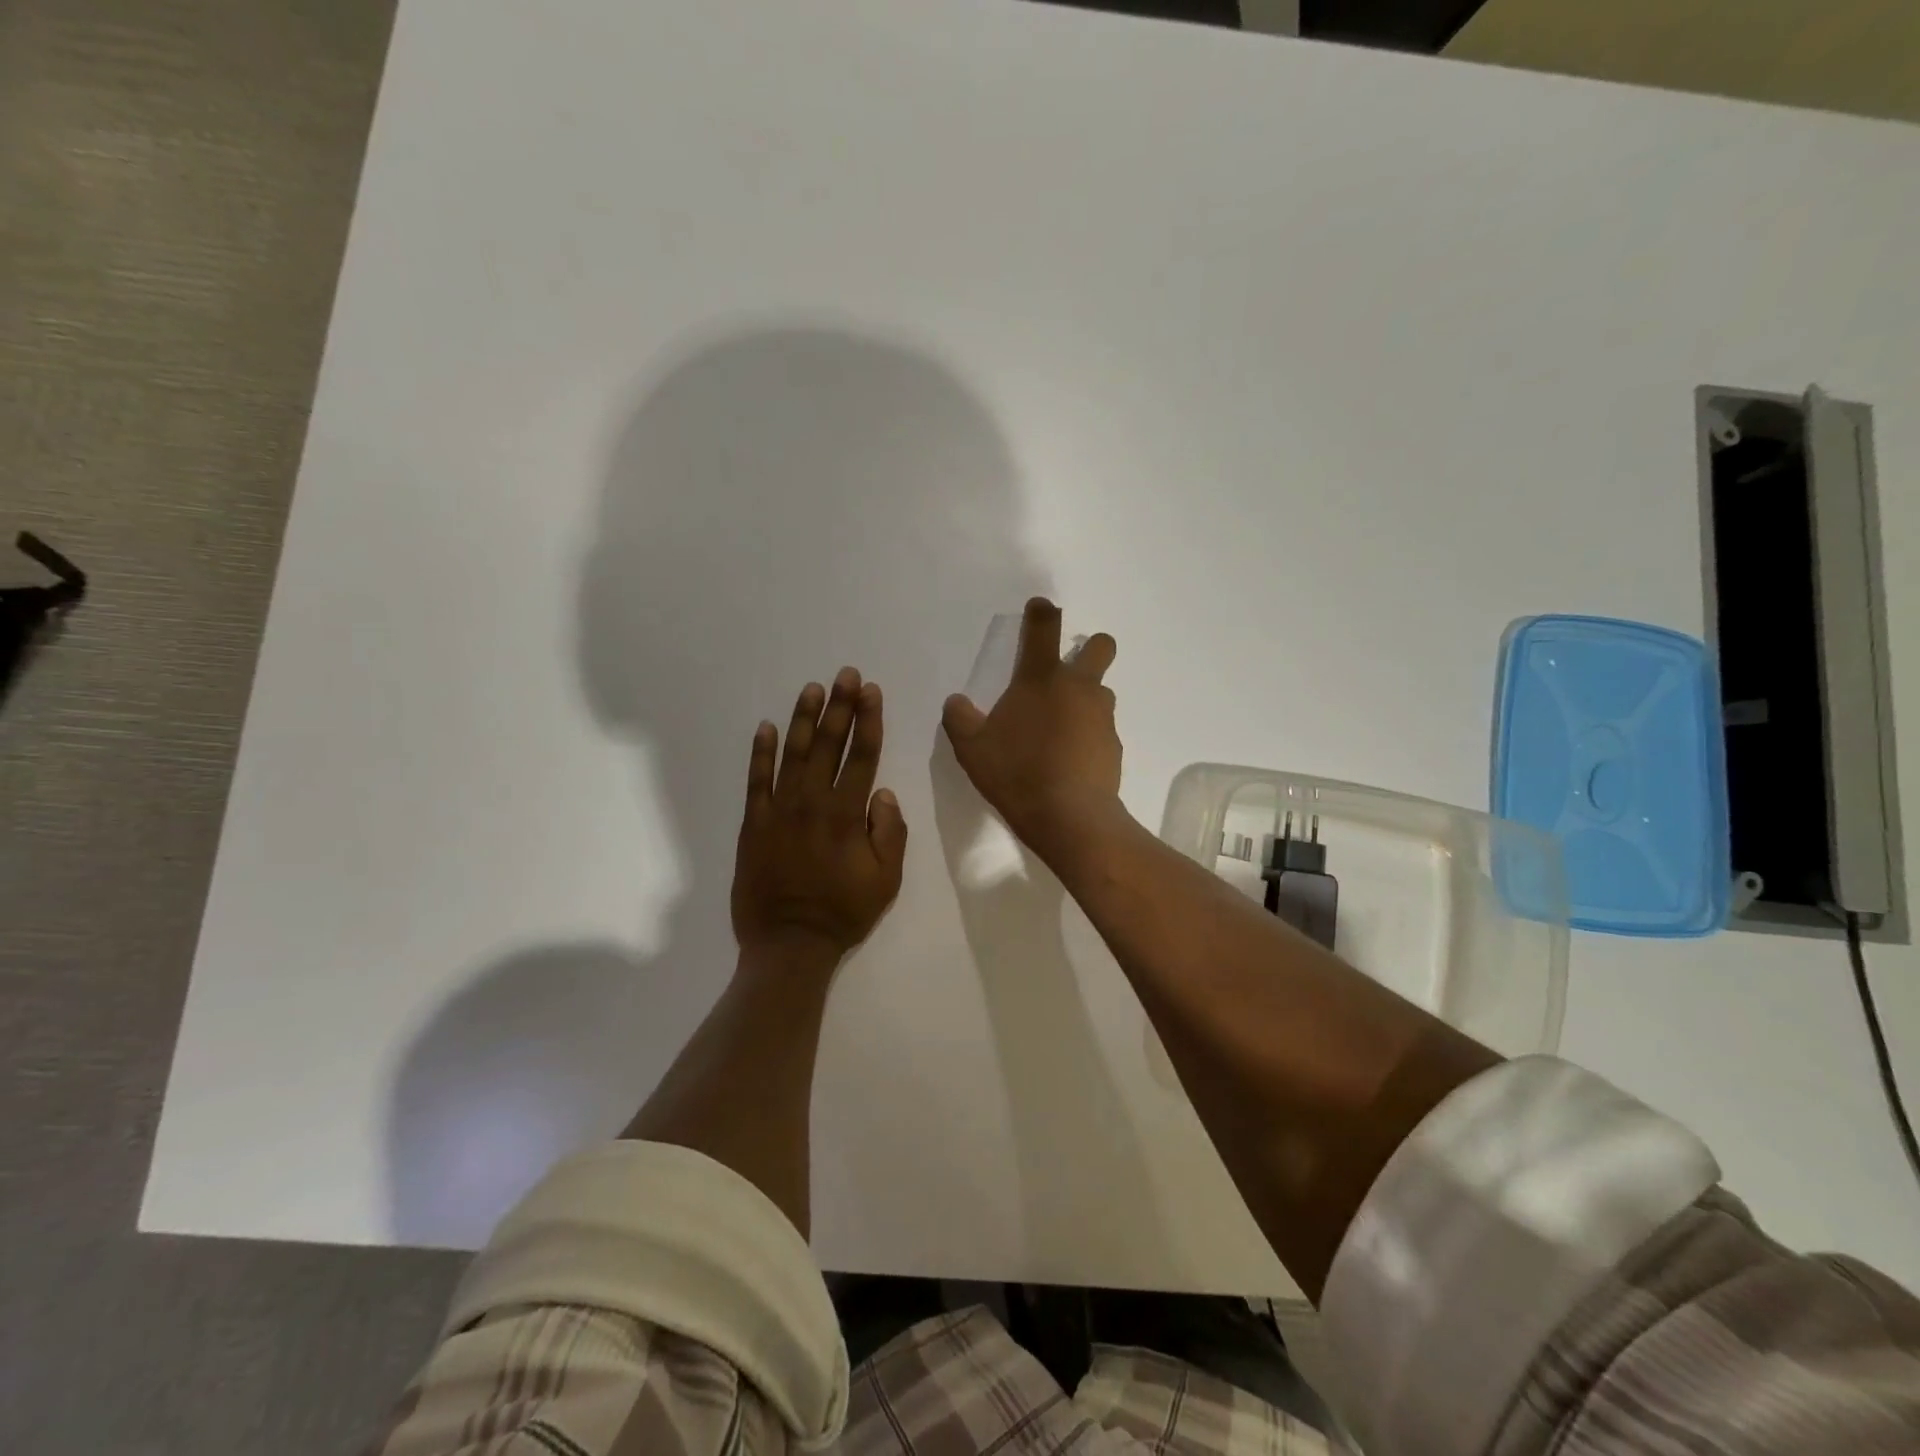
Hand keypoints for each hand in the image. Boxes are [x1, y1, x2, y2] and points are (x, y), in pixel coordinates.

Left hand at [732, 668, 907, 966]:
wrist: (788, 944)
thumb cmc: (843, 912)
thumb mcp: (887, 879)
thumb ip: (890, 831)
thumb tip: (882, 792)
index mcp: (847, 814)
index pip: (862, 755)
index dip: (868, 720)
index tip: (871, 691)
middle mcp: (812, 802)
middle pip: (829, 745)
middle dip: (840, 706)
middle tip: (846, 674)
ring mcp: (778, 810)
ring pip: (793, 753)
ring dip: (804, 719)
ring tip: (813, 689)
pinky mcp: (753, 823)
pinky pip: (756, 780)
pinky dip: (760, 752)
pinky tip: (765, 727)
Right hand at [942, 597, 1122, 860]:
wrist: (1069, 817)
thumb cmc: (1016, 773)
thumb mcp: (971, 748)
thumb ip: (960, 719)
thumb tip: (955, 702)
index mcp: (1041, 679)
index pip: (1044, 628)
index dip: (1042, 611)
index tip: (1040, 607)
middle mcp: (1078, 688)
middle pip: (1100, 647)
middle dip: (1090, 647)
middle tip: (1070, 669)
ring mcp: (1101, 716)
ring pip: (1101, 692)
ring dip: (1085, 699)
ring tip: (1060, 729)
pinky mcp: (1114, 746)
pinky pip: (1101, 730)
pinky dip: (1088, 736)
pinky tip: (1070, 761)